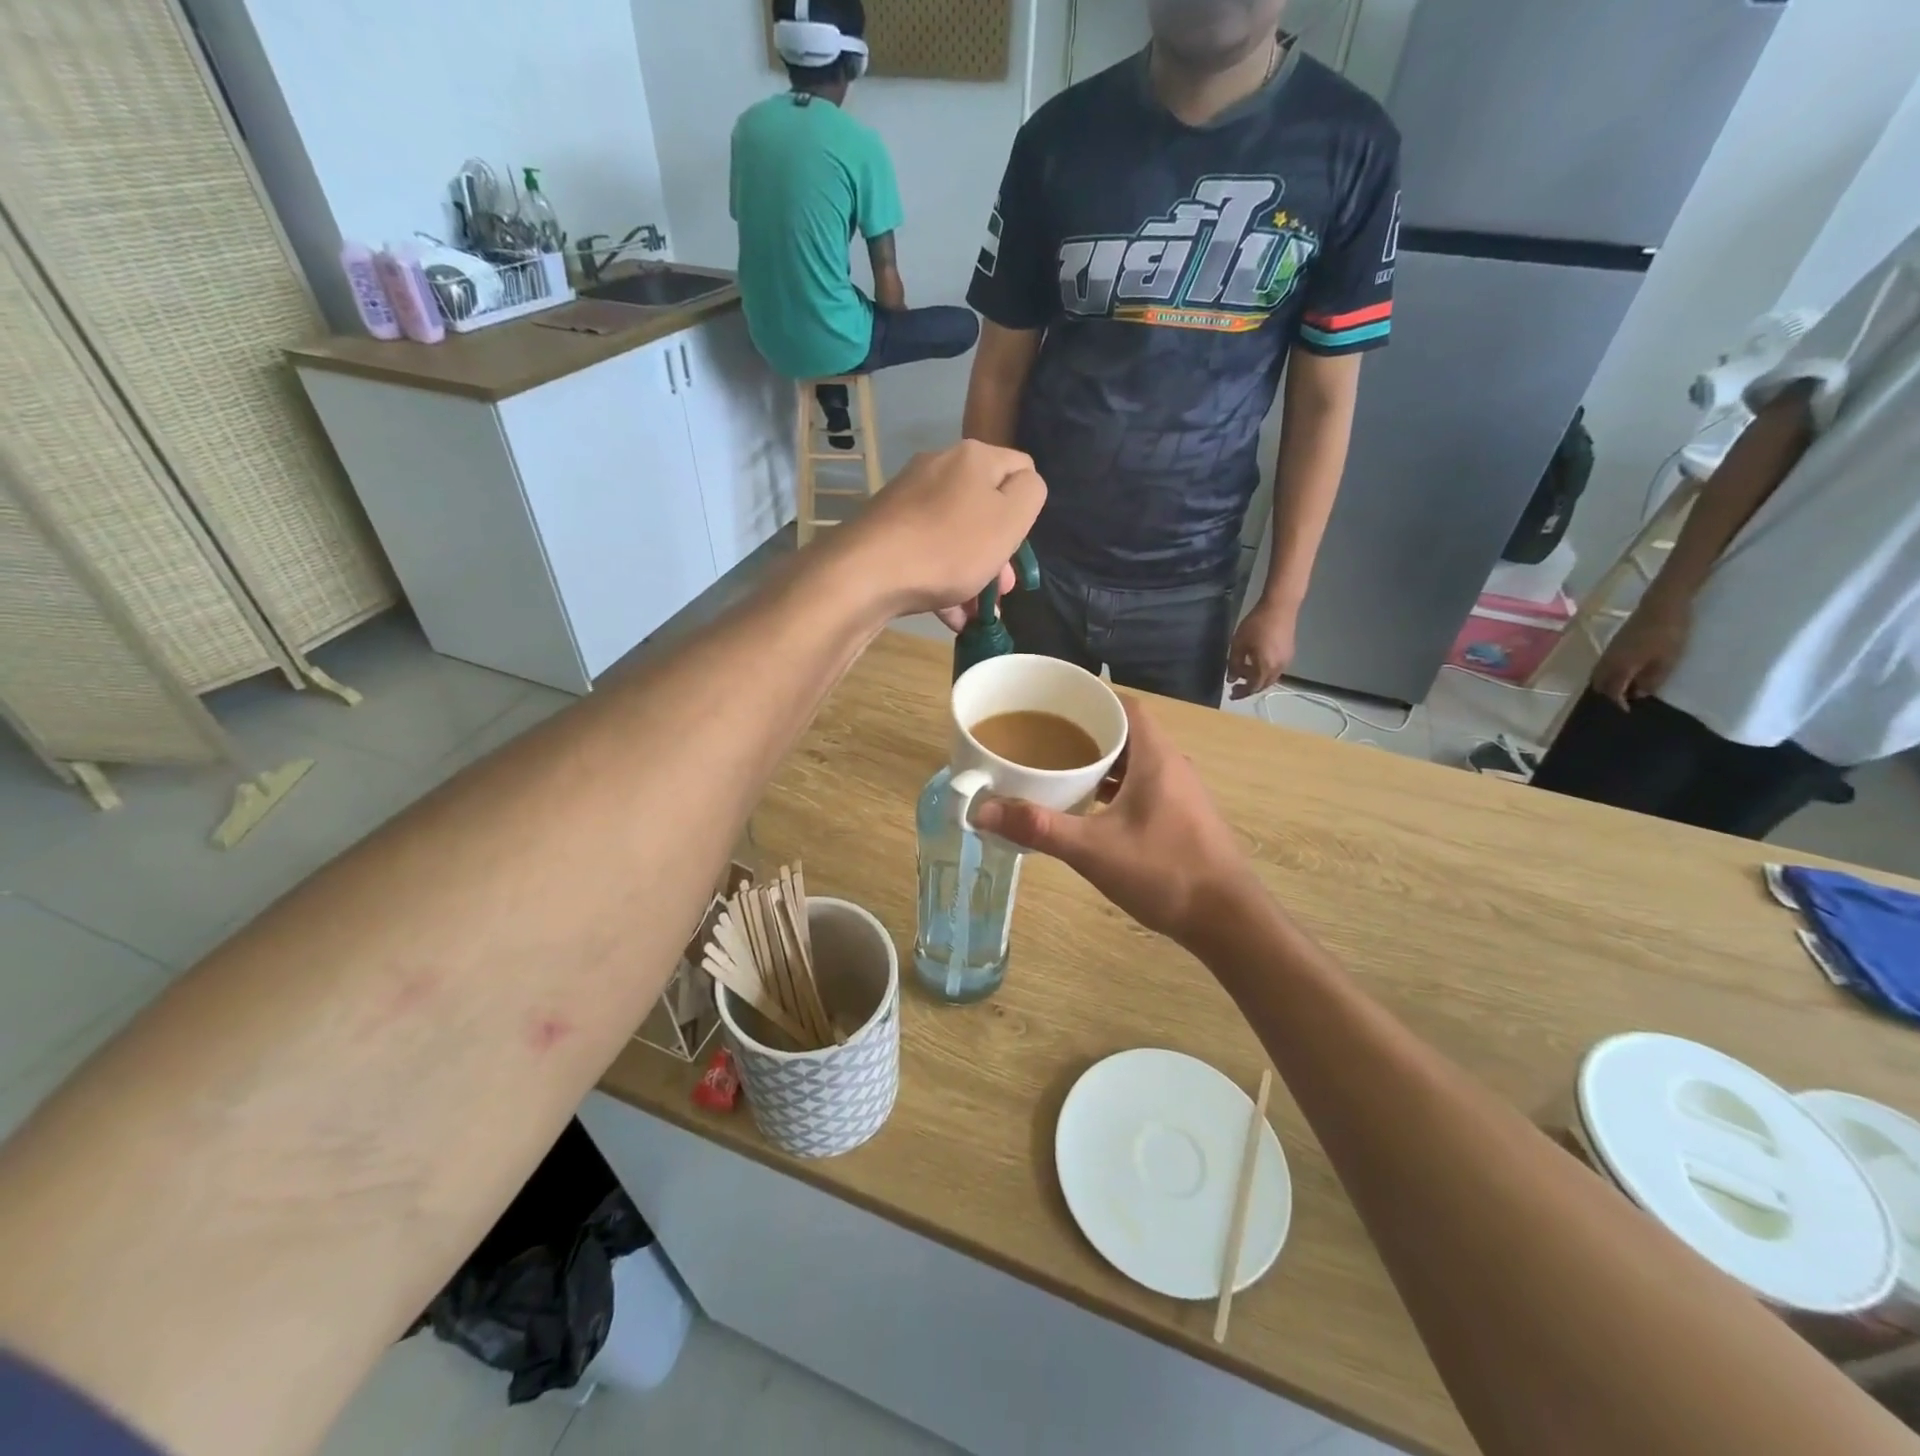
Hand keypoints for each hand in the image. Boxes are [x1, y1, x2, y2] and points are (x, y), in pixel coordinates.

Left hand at [835, 440, 1045, 625]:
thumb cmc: (949, 547)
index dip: (1028, 510)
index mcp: (973, 457)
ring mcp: (908, 499)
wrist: (866, 573)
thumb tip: (1025, 484)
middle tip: (1002, 591)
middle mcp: (939, 467)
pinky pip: (927, 552)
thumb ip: (1030, 494)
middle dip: (998, 552)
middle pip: (985, 507)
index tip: (1019, 547)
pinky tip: (950, 616)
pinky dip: (943, 580)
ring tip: (977, 614)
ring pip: (956, 535)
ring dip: (972, 574)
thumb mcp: (1009, 520)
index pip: (1021, 469)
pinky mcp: (887, 529)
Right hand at [972, 698, 1259, 946]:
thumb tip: (982, 811)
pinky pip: (1143, 786)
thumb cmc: (1164, 872)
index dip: (1091, 699)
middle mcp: (1172, 765)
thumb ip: (1038, 827)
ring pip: (1135, 762)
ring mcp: (1181, 793)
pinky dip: (1116, 788)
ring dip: (1102, 762)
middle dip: (1087, 731)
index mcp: (1155, 757)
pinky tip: (1091, 809)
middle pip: (1127, 732)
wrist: (1228, 920)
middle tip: (1044, 739)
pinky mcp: (1182, 818)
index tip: (1054, 706)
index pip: (1125, 706)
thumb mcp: (1093, 849)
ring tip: (1060, 770)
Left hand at [1227, 597, 1297, 699]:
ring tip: (1244, 675)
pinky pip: (1276, 670)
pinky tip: (1256, 664)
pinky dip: (1265, 672)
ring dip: (1257, 679)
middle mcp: (1279, 668)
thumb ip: (1234, 664)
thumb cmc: (1256, 625)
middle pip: (1263, 685)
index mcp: (1266, 667)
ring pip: (1271, 678)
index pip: (1253, 687)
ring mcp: (1286, 661)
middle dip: (1249, 688)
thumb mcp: (1239, 644)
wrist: (1280, 607)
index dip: (1241, 693)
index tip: (1230, 695)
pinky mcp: (1289, 653)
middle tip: (1236, 687)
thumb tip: (1232, 679)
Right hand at [1592, 594, 1691, 708]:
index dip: (1618, 703)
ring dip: (1607, 683)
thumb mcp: (1666, 661)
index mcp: (1619, 667)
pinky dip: (1609, 674)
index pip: (1611, 691)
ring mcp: (1609, 652)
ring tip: (1623, 688)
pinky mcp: (1613, 645)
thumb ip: (1651, 680)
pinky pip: (1604, 665)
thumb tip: (1639, 694)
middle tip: (1623, 700)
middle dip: (1608, 694)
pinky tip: (1624, 673)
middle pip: (1598, 683)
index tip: (1627, 711)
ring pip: (1599, 674)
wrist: (1661, 606)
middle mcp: (1608, 661)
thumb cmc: (1667, 635)